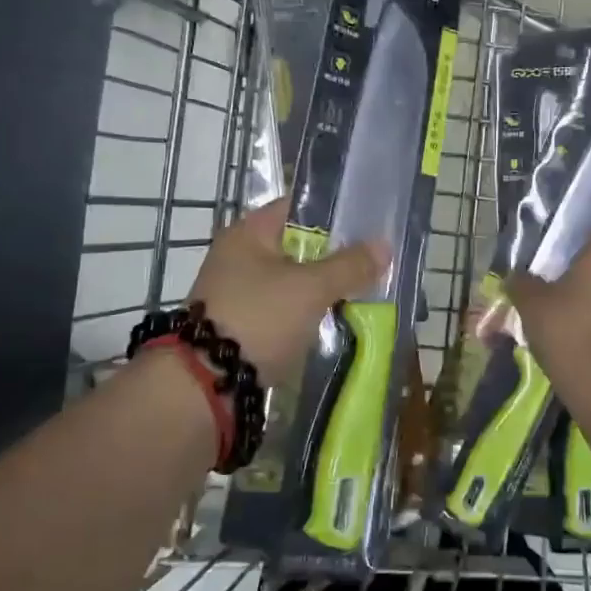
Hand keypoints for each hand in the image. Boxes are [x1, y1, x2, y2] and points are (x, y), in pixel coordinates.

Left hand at [188, 198, 386, 384]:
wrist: (205, 384)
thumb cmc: (258, 318)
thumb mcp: (310, 288)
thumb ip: (349, 266)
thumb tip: (384, 245)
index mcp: (248, 233)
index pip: (297, 206)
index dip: (333, 211)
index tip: (368, 222)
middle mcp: (238, 256)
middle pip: (297, 245)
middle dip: (334, 255)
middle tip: (372, 262)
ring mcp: (237, 292)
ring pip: (292, 280)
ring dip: (322, 288)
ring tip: (361, 292)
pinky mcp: (241, 325)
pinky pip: (284, 309)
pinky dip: (306, 313)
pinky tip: (333, 321)